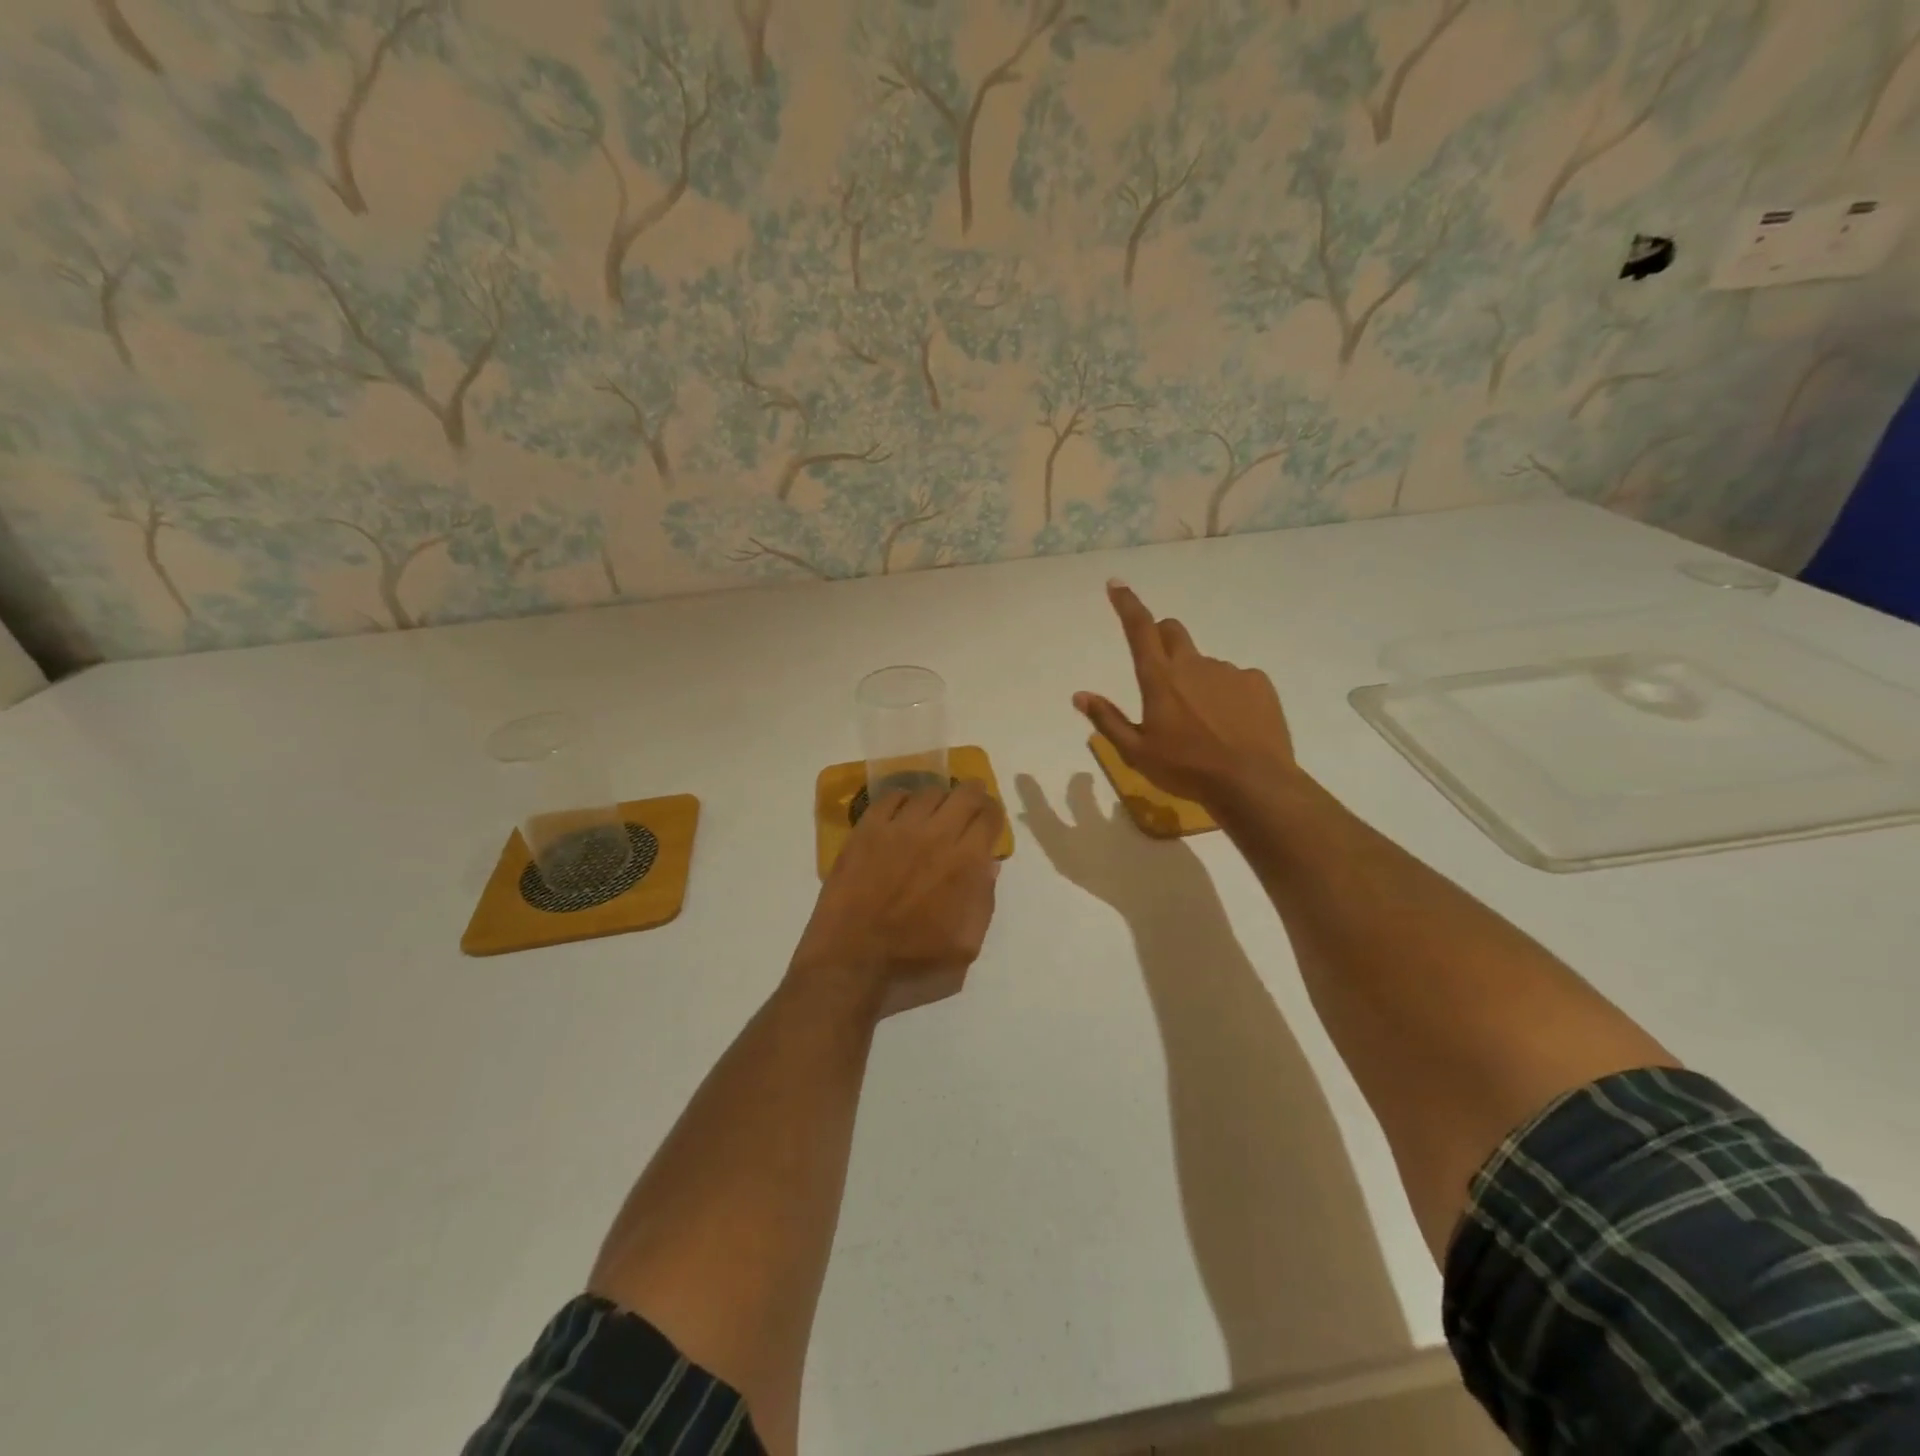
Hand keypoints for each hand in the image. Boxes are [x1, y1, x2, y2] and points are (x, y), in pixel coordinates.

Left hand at [789, 781, 1003, 1018]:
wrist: (852, 960)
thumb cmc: (913, 959)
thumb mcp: (967, 944)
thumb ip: (983, 900)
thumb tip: (988, 865)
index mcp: (966, 862)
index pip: (989, 816)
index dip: (994, 813)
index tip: (990, 820)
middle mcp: (937, 834)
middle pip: (965, 793)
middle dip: (974, 794)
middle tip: (970, 804)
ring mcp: (899, 827)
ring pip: (929, 792)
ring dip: (939, 799)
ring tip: (934, 813)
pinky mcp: (867, 829)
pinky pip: (891, 797)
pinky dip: (903, 800)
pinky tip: (902, 814)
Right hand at [1074, 579, 1298, 810]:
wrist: (1252, 782)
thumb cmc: (1186, 769)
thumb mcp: (1136, 752)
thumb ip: (1107, 720)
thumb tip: (1079, 695)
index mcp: (1160, 678)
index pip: (1139, 628)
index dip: (1126, 603)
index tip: (1116, 584)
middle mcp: (1193, 665)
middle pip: (1173, 631)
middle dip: (1162, 636)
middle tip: (1160, 670)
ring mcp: (1229, 671)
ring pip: (1204, 663)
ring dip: (1197, 679)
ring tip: (1203, 722)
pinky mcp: (1258, 683)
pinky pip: (1236, 680)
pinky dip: (1227, 694)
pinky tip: (1232, 725)